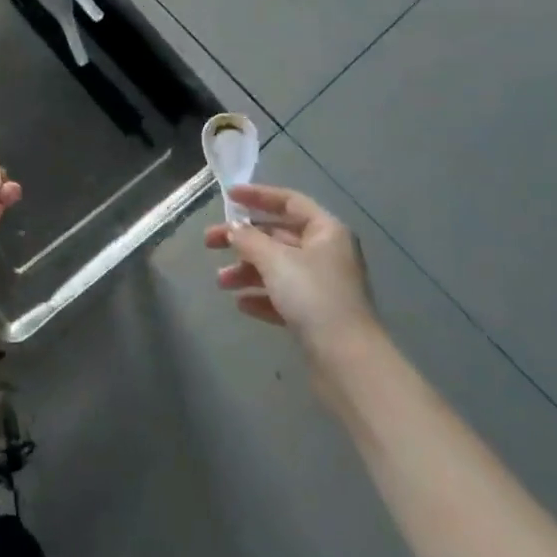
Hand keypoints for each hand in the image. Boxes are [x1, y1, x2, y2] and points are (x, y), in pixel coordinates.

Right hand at [204, 184, 377, 356]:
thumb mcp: (275, 261)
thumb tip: (233, 228)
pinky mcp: (317, 315)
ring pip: (278, 268)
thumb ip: (249, 239)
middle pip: (278, 237)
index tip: (228, 196)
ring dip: (247, 271)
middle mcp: (327, 253)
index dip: (258, 196)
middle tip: (210, 243)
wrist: (346, 360)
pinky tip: (241, 305)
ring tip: (221, 282)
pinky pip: (283, 296)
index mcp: (326, 231)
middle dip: (243, 240)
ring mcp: (323, 286)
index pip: (289, 202)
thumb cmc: (313, 296)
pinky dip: (261, 296)